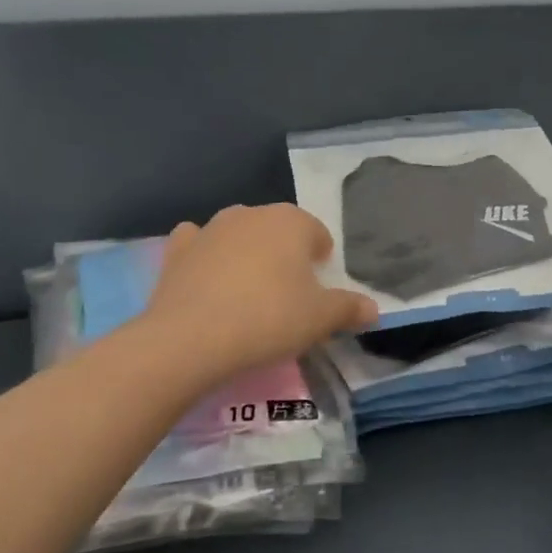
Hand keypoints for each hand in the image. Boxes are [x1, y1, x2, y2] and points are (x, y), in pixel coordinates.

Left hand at [142, 205, 377, 382]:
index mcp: (291, 222)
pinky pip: (196, 243)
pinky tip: (205, 278)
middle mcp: (251, 214)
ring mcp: (210, 228)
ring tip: (247, 292)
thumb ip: (349, 309)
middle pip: (277, 229)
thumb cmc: (268, 320)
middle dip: (284, 253)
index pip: (316, 231)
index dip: (320, 258)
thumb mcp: (320, 319)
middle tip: (286, 294)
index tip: (318, 288)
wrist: (191, 338)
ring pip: (238, 233)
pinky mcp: (178, 249)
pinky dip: (203, 255)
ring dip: (245, 253)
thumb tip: (373, 308)